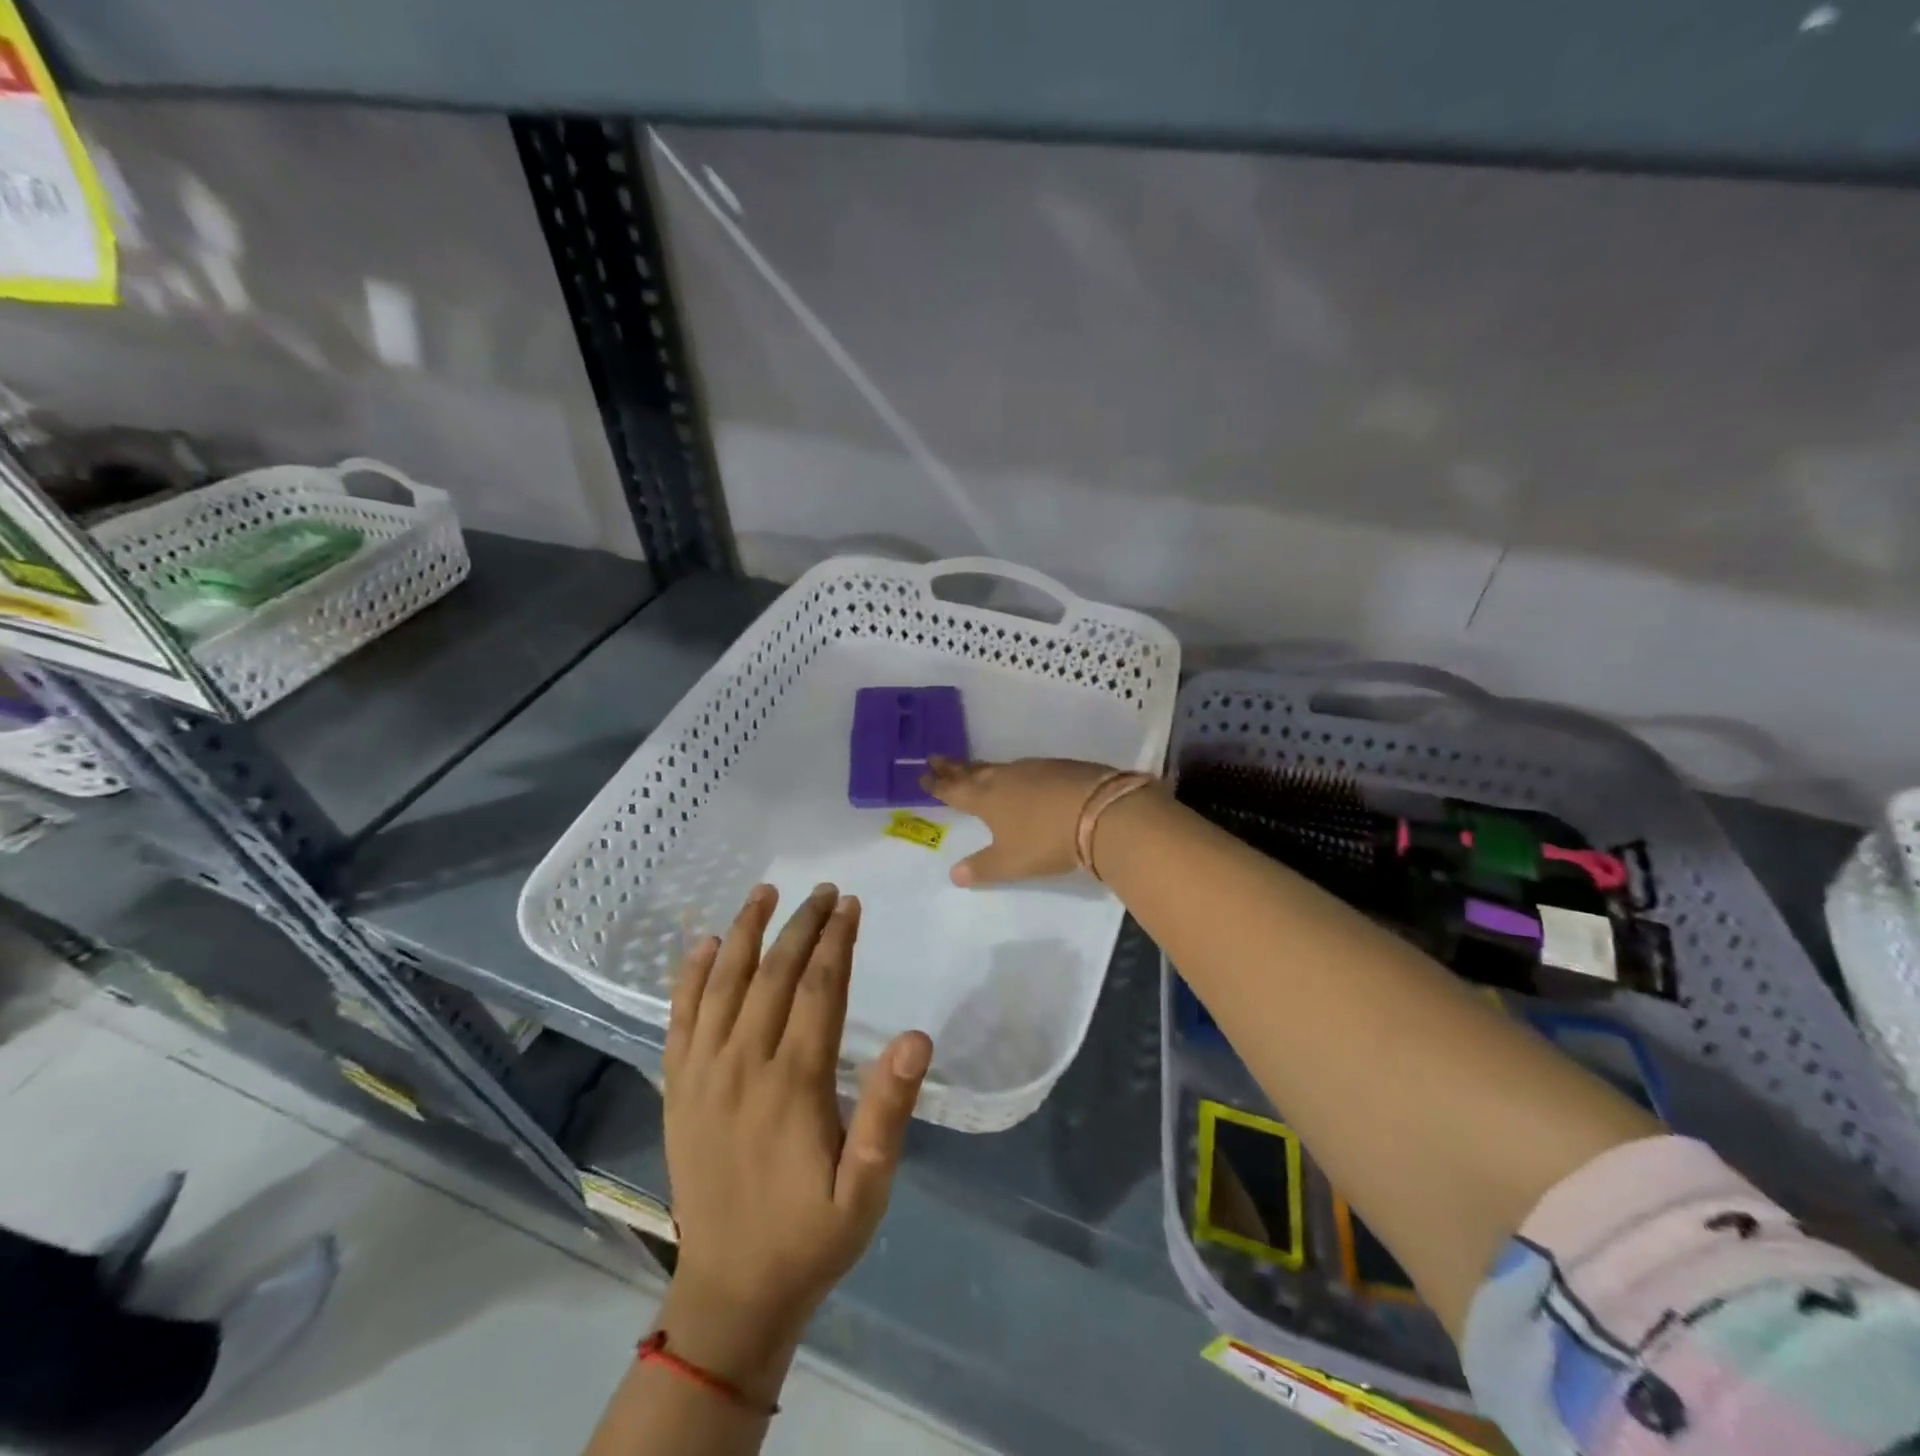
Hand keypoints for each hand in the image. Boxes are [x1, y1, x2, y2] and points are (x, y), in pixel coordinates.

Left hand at [661, 883, 931, 1382]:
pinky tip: (705, 944)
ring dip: (746, 932)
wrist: (730, 1292)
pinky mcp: (678, 1088)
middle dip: (801, 925)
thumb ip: (888, 1111)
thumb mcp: (866, 1187)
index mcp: (794, 1082)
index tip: (850, 904)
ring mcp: (703, 1073)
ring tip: (765, 892)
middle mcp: (744, 1064)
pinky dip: (691, 976)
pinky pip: (679, 1018)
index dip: (836, 941)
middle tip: (824, 890)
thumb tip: (917, 1037)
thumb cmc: (810, 1234)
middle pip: (774, 974)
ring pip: (724, 983)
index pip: (819, 989)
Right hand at [920, 755, 1120, 885]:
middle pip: (973, 770)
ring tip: (976, 770)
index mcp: (986, 798)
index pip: (954, 789)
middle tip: (936, 757)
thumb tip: (954, 875)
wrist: (1101, 811)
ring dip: (984, 769)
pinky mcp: (1060, 767)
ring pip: (1000, 768)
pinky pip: (1027, 769)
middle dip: (954, 767)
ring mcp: (1034, 769)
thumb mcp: (1011, 862)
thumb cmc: (1046, 840)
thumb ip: (982, 868)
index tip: (922, 774)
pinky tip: (1023, 780)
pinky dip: (1016, 774)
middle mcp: (1005, 778)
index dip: (938, 784)